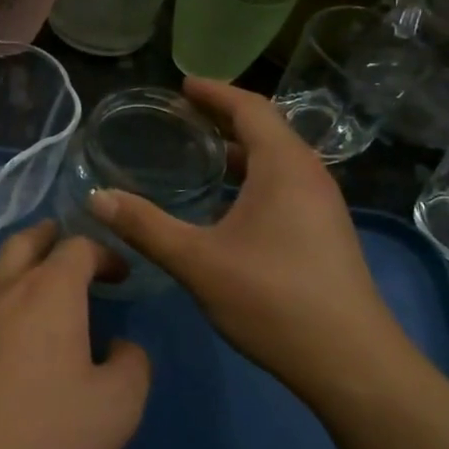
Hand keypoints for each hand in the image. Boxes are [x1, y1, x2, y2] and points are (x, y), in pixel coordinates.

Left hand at [0, 222, 150, 448]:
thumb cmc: (40, 435)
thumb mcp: (115, 409)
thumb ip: (132, 367)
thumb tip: (121, 347)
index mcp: (49, 292)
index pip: (78, 247)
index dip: (104, 254)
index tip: (120, 274)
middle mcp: (2, 288)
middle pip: (25, 241)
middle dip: (51, 237)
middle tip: (67, 247)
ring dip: (19, 269)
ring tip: (36, 293)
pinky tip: (0, 338)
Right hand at [86, 77, 403, 392]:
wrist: (351, 363)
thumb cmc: (272, 299)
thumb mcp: (197, 261)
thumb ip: (145, 226)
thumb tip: (97, 198)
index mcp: (283, 166)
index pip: (250, 107)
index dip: (215, 92)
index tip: (182, 85)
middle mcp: (309, 175)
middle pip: (266, 128)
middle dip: (224, 118)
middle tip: (182, 116)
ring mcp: (323, 205)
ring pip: (277, 160)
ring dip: (240, 150)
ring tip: (200, 154)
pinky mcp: (325, 232)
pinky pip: (285, 185)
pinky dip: (253, 177)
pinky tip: (227, 204)